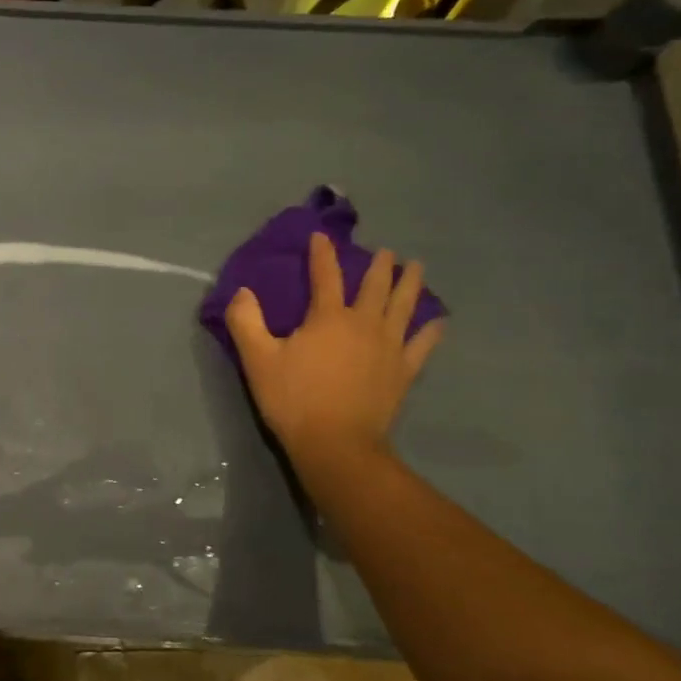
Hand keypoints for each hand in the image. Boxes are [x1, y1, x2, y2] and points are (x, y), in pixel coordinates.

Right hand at [224, 233, 442, 475]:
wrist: (336, 444)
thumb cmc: (293, 399)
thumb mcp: (257, 360)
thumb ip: (246, 321)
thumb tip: (243, 292)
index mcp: (328, 317)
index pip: (326, 275)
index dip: (322, 253)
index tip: (321, 236)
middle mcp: (364, 323)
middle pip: (375, 286)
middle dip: (378, 265)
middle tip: (384, 252)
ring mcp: (389, 347)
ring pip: (404, 306)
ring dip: (410, 284)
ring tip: (416, 267)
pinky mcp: (403, 371)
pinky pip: (422, 344)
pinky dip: (431, 330)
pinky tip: (438, 321)